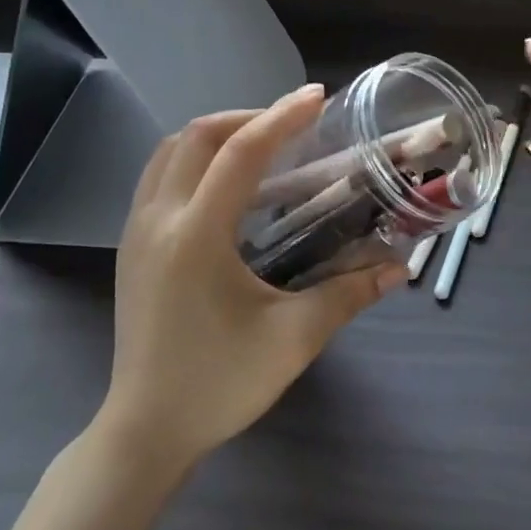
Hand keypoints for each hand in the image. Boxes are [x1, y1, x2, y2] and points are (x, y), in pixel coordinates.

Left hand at [101, 85, 406, 470]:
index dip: (282, 118)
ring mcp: (137, 232)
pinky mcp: (131, 247)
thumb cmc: (220, 384)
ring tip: (262, 145)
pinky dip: (194, 160)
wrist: (146, 431)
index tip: (318, 97)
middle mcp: (158, 220)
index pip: (240, 153)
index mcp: (196, 236)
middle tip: (293, 125)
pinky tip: (227, 186)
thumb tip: (399, 268)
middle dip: (247, 117)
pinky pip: (158, 177)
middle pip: (196, 137)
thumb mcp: (293, 339)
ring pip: (169, 152)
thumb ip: (348, 294)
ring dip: (215, 135)